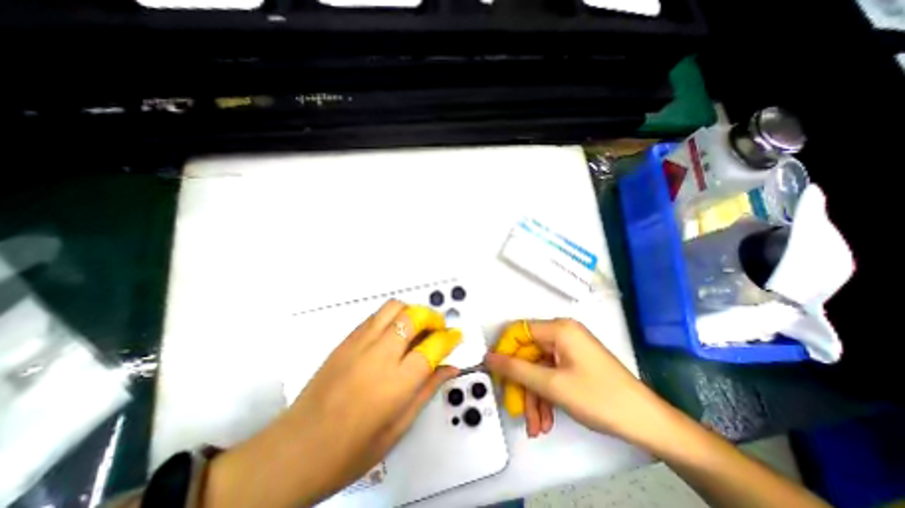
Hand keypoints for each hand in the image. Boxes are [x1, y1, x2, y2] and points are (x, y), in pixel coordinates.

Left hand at [203, 302, 459, 507]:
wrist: (292, 452)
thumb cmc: (348, 451)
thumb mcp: (397, 428)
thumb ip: (427, 390)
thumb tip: (450, 368)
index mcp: (395, 384)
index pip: (432, 347)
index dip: (449, 338)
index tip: (456, 336)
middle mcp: (378, 356)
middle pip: (414, 317)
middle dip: (433, 317)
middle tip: (438, 329)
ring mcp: (359, 344)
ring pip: (394, 308)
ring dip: (413, 311)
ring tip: (418, 327)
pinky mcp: (345, 340)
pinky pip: (376, 315)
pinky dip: (393, 316)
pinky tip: (394, 332)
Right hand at [488, 318, 658, 444]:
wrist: (647, 423)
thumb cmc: (598, 398)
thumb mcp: (551, 385)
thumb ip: (516, 369)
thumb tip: (488, 358)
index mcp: (559, 328)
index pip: (518, 331)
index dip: (505, 351)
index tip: (497, 374)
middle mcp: (563, 333)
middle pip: (528, 354)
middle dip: (522, 384)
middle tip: (516, 409)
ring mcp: (570, 349)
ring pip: (539, 368)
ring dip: (534, 396)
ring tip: (535, 425)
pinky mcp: (575, 363)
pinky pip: (551, 374)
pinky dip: (546, 395)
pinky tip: (546, 420)